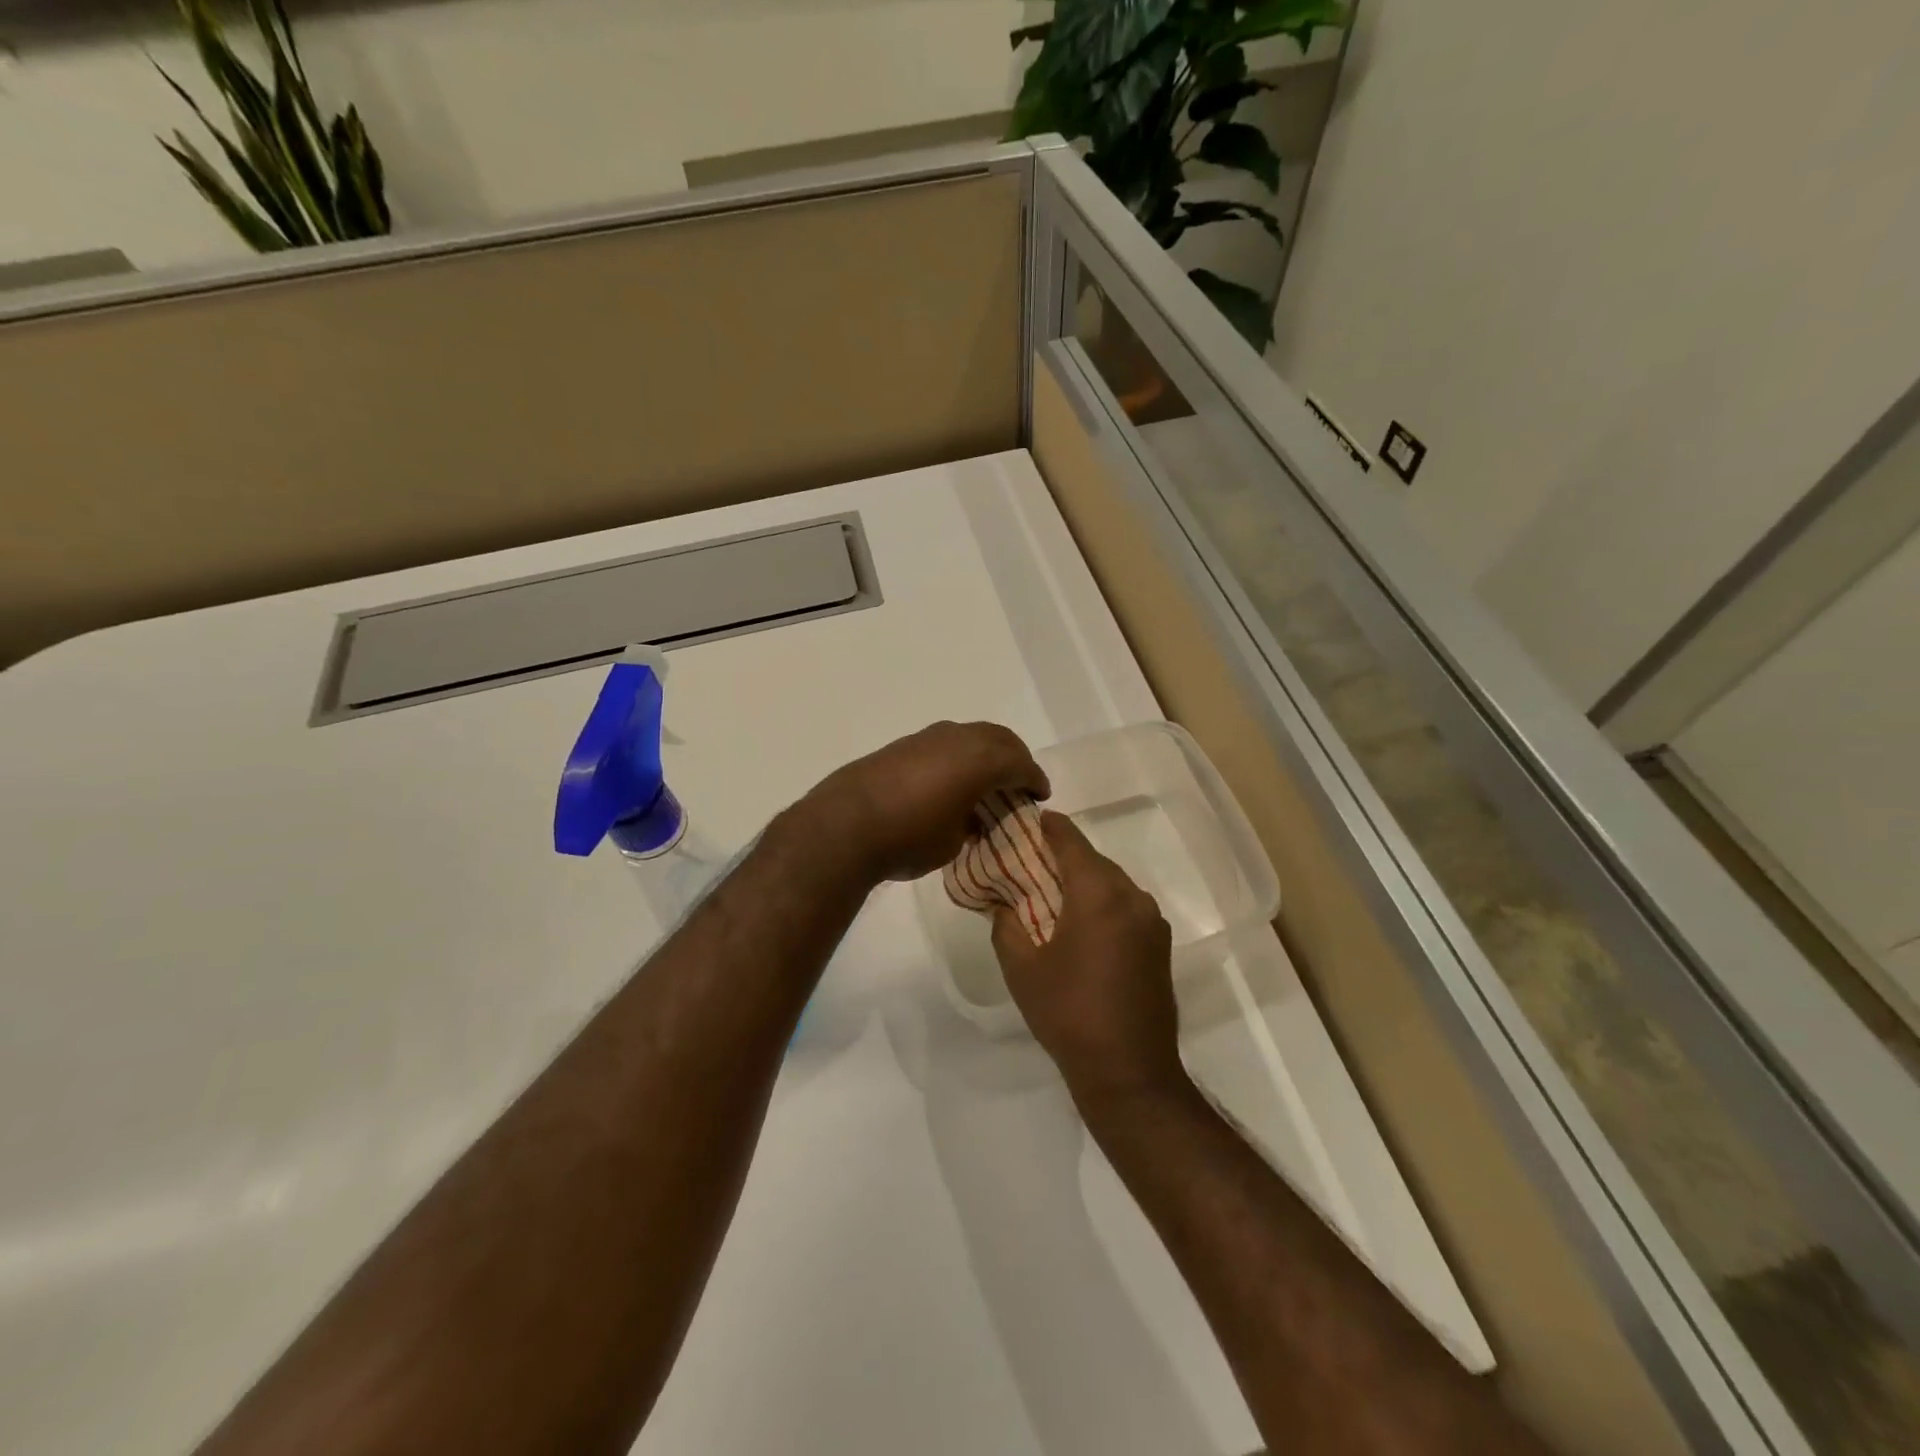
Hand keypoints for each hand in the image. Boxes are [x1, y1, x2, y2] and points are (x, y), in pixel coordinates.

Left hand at [802, 721, 1048, 883]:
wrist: (844, 826)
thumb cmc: (910, 838)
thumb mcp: (954, 841)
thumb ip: (972, 822)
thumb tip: (970, 816)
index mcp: (981, 759)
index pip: (1021, 764)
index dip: (1035, 780)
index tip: (1040, 795)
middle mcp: (958, 738)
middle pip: (999, 739)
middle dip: (1014, 759)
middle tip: (1019, 783)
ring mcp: (928, 737)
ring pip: (970, 737)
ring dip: (984, 755)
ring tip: (986, 782)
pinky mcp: (902, 745)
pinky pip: (945, 744)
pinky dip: (958, 758)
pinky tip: (951, 781)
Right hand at [992, 812, 1183, 1104]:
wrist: (1129, 1070)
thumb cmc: (1068, 1013)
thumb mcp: (1021, 968)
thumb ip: (1006, 924)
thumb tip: (1003, 903)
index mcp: (1099, 894)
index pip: (1071, 840)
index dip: (1048, 826)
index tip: (1028, 819)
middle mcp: (1132, 897)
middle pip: (1093, 860)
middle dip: (1062, 857)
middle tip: (1029, 863)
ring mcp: (1152, 921)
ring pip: (1112, 883)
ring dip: (1083, 881)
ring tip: (1052, 895)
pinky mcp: (1160, 944)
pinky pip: (1126, 906)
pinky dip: (1102, 903)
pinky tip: (1081, 924)